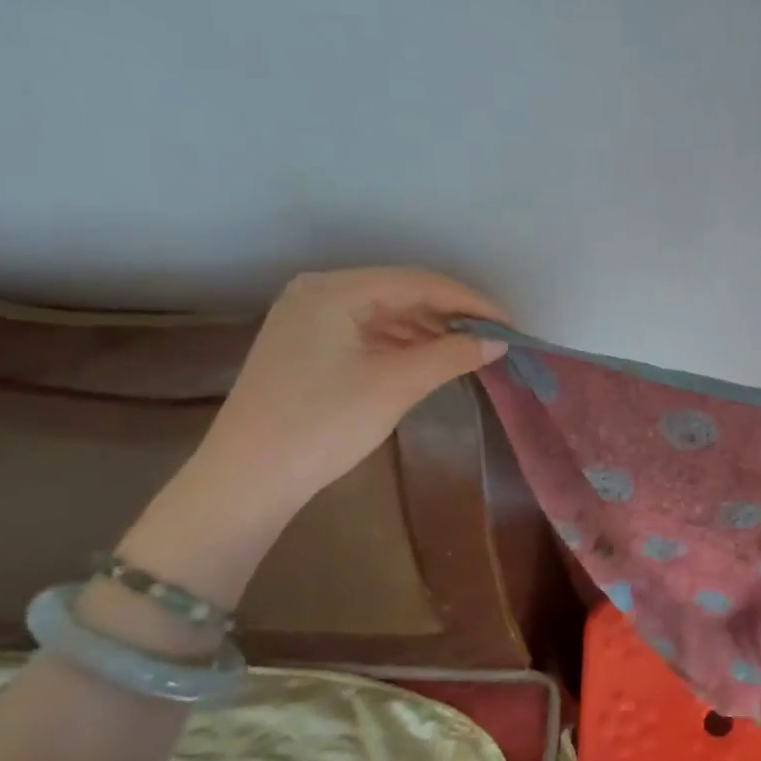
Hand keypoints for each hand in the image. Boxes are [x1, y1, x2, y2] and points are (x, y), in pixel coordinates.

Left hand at [116, 269, 508, 608]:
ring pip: (386, 314)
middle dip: (451, 315)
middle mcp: (318, 293)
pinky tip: (431, 360)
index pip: (418, 282)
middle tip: (495, 339)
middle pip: (401, 292)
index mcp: (334, 291)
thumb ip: (451, 356)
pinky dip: (404, 345)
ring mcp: (309, 320)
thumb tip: (497, 341)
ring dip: (430, 331)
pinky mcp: (308, 347)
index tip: (510, 325)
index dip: (470, 302)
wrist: (250, 477)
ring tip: (471, 351)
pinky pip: (368, 333)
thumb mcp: (395, 385)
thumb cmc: (323, 424)